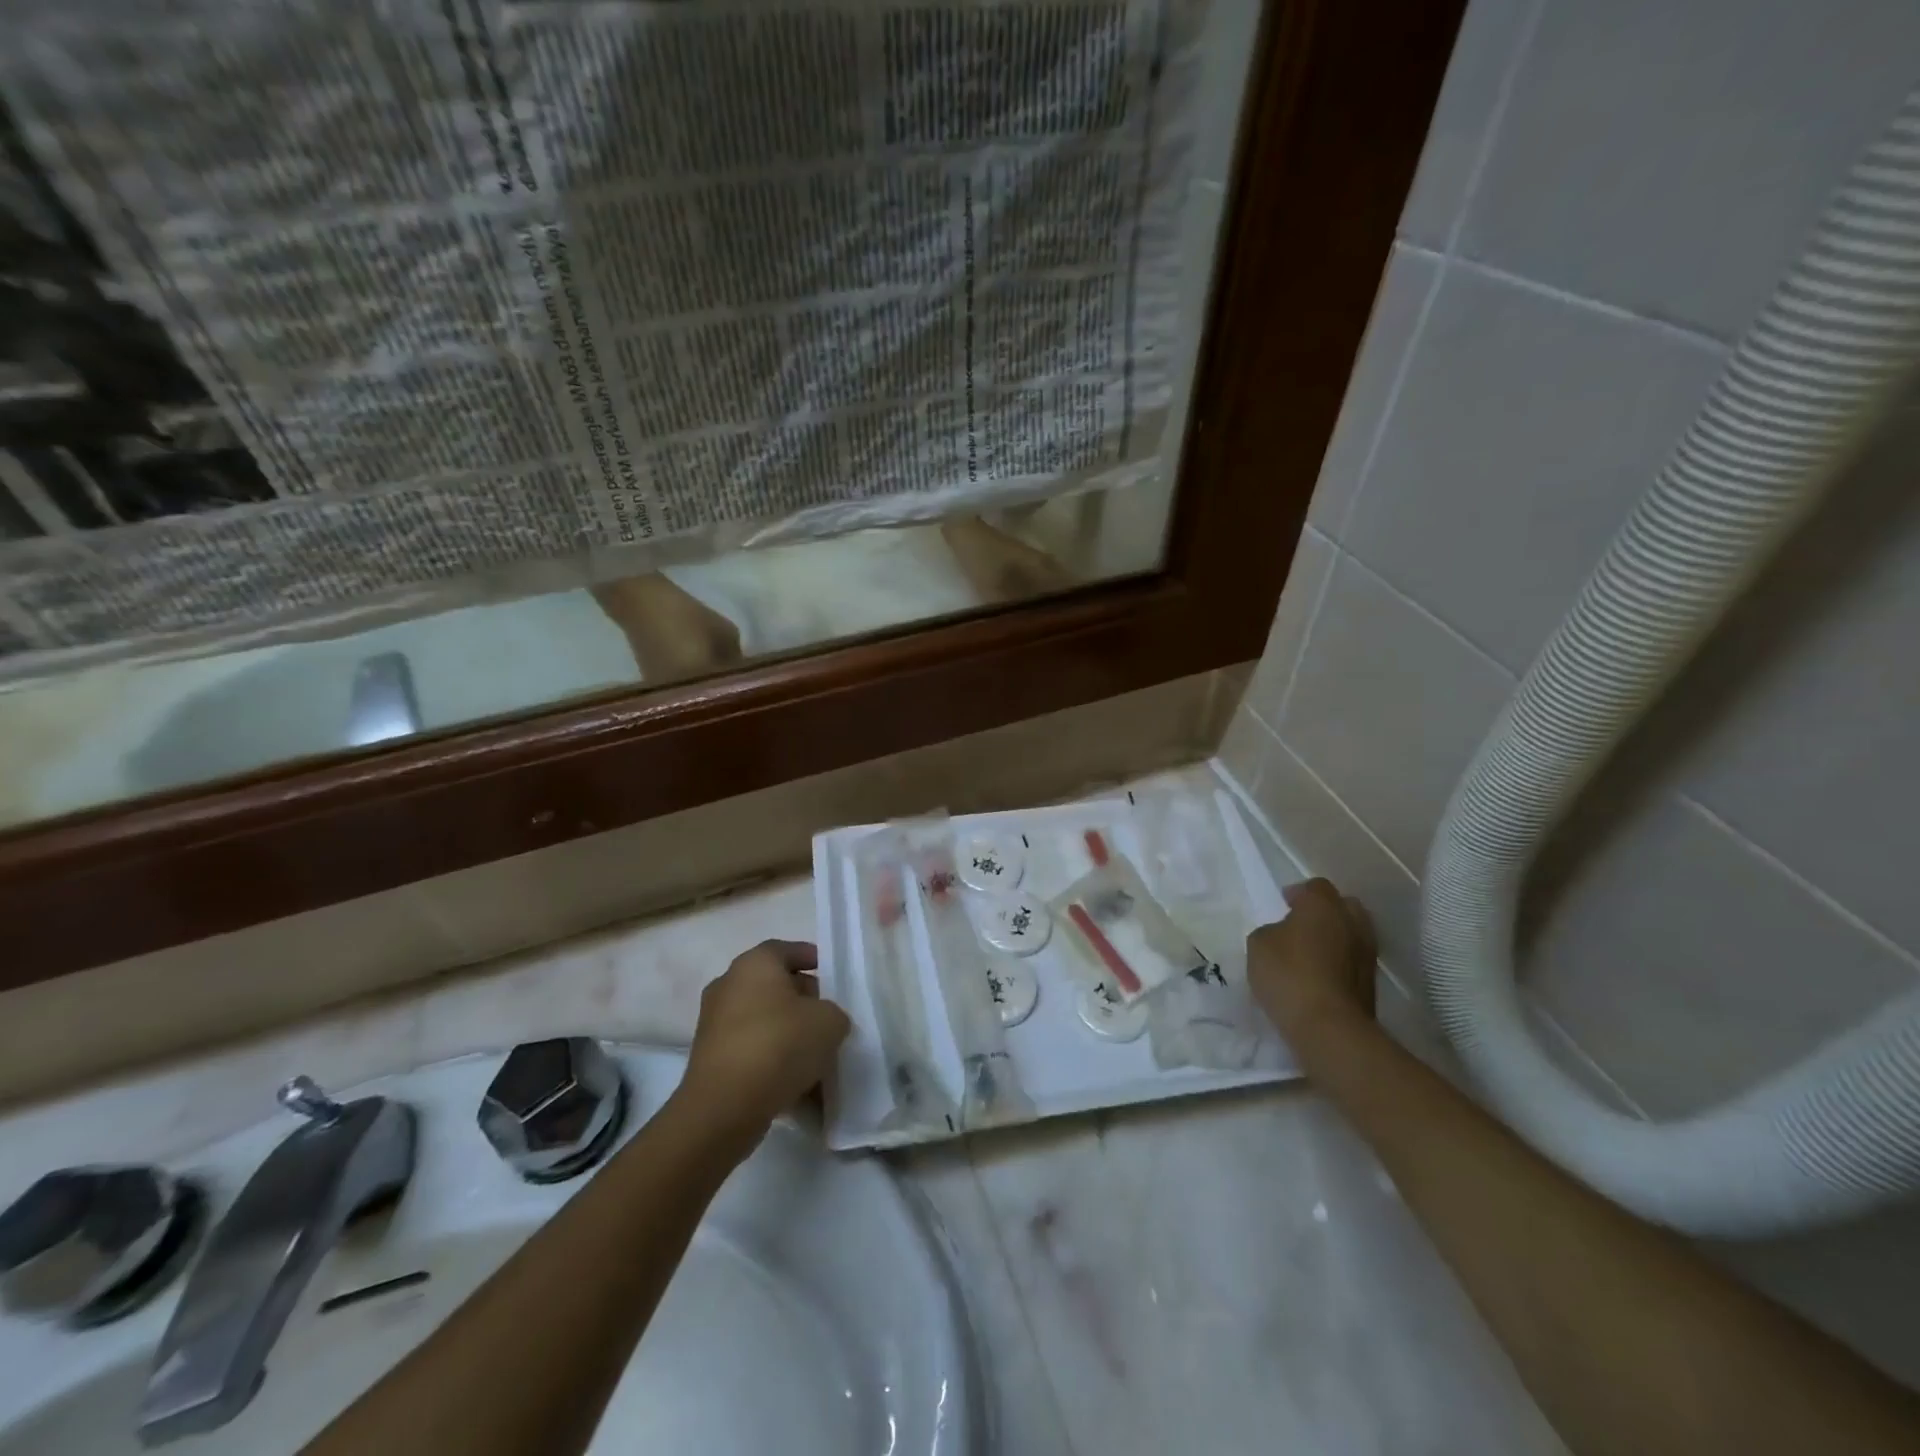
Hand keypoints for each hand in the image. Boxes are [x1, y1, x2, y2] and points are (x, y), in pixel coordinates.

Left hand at [674, 940, 851, 1156]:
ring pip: (764, 1022)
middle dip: (804, 1001)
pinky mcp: (710, 1060)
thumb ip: (834, 1014)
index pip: (787, 950)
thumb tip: (823, 1022)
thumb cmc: (779, 1045)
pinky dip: (772, 1062)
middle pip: (775, 986)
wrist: (725, 1107)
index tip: (833, 975)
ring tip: (818, 1058)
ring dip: (789, 1035)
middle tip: (829, 1018)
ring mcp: (715, 1024)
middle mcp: (729, 985)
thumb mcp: (829, 1022)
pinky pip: (751, 1052)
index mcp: (755, 964)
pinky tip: (798, 1086)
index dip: (812, 958)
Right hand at [1246, 879, 1377, 1042]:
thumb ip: (1272, 930)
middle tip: (1302, 926)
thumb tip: (1284, 934)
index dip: (1298, 894)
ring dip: (1335, 939)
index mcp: (1323, 905)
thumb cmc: (1288, 974)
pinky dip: (1341, 963)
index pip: (1315, 886)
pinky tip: (1320, 976)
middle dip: (1324, 912)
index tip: (1283, 906)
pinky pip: (1353, 961)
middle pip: (1343, 906)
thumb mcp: (1258, 944)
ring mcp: (1367, 953)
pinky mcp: (1372, 983)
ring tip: (1311, 954)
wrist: (1329, 1027)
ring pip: (1352, 934)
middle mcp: (1352, 922)